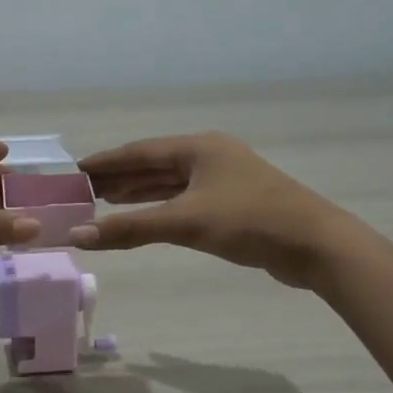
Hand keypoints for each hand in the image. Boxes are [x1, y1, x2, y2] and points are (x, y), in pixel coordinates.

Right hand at [71, 132, 364, 290]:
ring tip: (105, 200)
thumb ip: (130, 229)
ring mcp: (224, 179)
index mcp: (199, 147)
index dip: (107, 161)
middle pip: (154, 164)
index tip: (76, 170)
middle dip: (120, 176)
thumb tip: (77, 234)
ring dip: (139, 191)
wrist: (316, 245)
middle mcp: (210, 156)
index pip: (140, 151)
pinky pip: (186, 198)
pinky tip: (146, 215)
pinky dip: (161, 206)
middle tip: (83, 190)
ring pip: (171, 182)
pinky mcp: (234, 202)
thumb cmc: (249, 221)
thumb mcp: (185, 223)